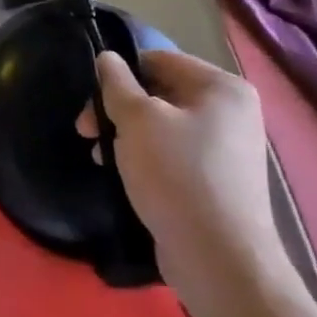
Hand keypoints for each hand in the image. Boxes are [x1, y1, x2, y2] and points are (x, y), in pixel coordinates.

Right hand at [78, 49, 286, 306]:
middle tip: (85, 132)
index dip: (119, 74)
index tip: (90, 101)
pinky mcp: (218, 181)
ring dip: (127, 136)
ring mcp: (228, 149)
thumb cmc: (177, 176)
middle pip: (160, 93)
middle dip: (118, 110)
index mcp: (222, 87)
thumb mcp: (137, 121)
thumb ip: (117, 85)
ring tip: (101, 158)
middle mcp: (232, 112)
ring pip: (163, 126)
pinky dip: (146, 158)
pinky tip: (124, 176)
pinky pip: (174, 154)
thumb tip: (107, 59)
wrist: (219, 258)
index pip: (159, 60)